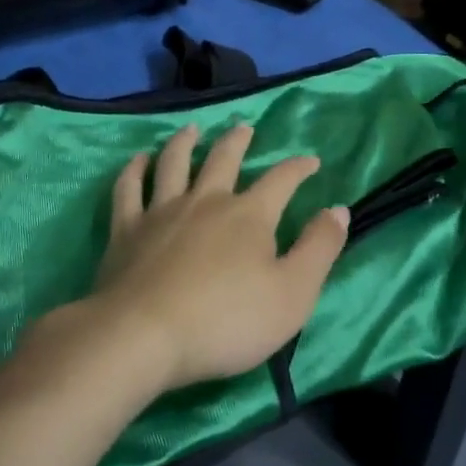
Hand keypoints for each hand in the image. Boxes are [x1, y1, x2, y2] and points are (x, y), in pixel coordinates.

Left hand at [80, 122, 349, 391]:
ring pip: (174, 163)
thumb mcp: (293, 293)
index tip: (311, 160)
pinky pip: (129, 189)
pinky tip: (137, 160)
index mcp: (249, 215)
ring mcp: (162, 212)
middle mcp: (206, 201)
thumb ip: (319, 248)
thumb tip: (339, 210)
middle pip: (223, 159)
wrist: (143, 337)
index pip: (281, 180)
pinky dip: (134, 170)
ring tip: (191, 130)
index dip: (299, 167)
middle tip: (244, 127)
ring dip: (184, 142)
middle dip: (238, 141)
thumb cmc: (227, 321)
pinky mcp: (126, 230)